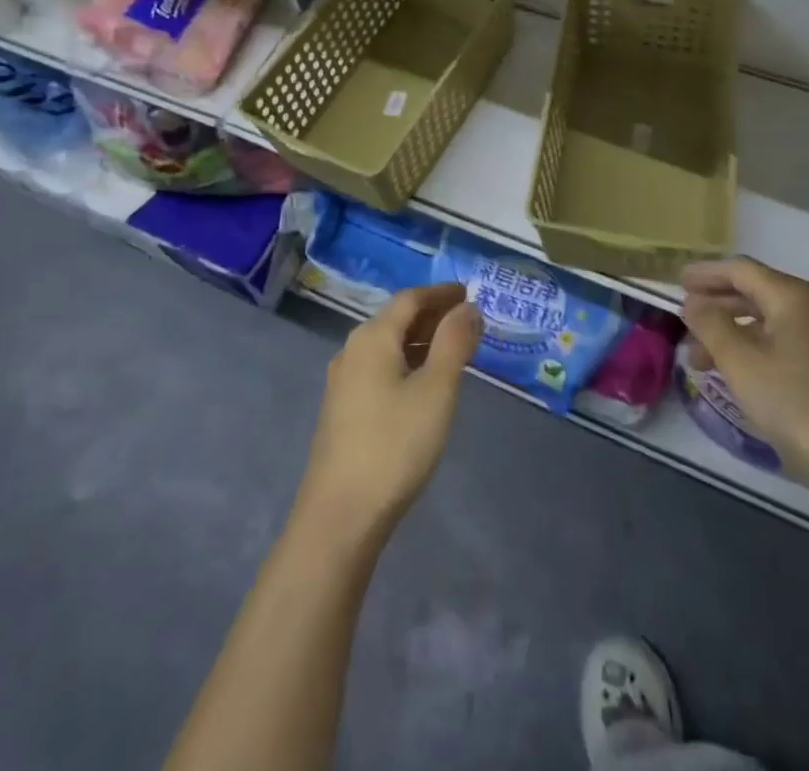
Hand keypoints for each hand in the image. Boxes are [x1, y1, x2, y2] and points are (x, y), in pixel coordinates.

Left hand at [291, 284, 482, 553]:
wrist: (339, 517)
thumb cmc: (394, 445)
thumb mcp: (436, 390)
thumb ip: (454, 342)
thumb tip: (469, 307)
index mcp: (372, 337)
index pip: (410, 298)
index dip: (441, 292)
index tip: (469, 292)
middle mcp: (352, 350)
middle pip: (396, 319)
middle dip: (432, 315)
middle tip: (467, 320)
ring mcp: (343, 382)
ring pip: (387, 346)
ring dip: (420, 341)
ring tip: (452, 350)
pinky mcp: (342, 411)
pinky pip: (380, 369)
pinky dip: (406, 363)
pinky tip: (423, 384)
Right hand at [681, 257, 808, 492]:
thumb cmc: (792, 401)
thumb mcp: (740, 361)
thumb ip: (710, 325)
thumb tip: (692, 302)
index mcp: (789, 296)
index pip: (740, 269)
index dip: (706, 273)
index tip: (677, 282)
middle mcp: (805, 308)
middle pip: (752, 290)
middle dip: (714, 301)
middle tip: (683, 313)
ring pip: (761, 319)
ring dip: (726, 329)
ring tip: (695, 353)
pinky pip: (773, 340)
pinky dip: (746, 346)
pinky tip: (727, 369)